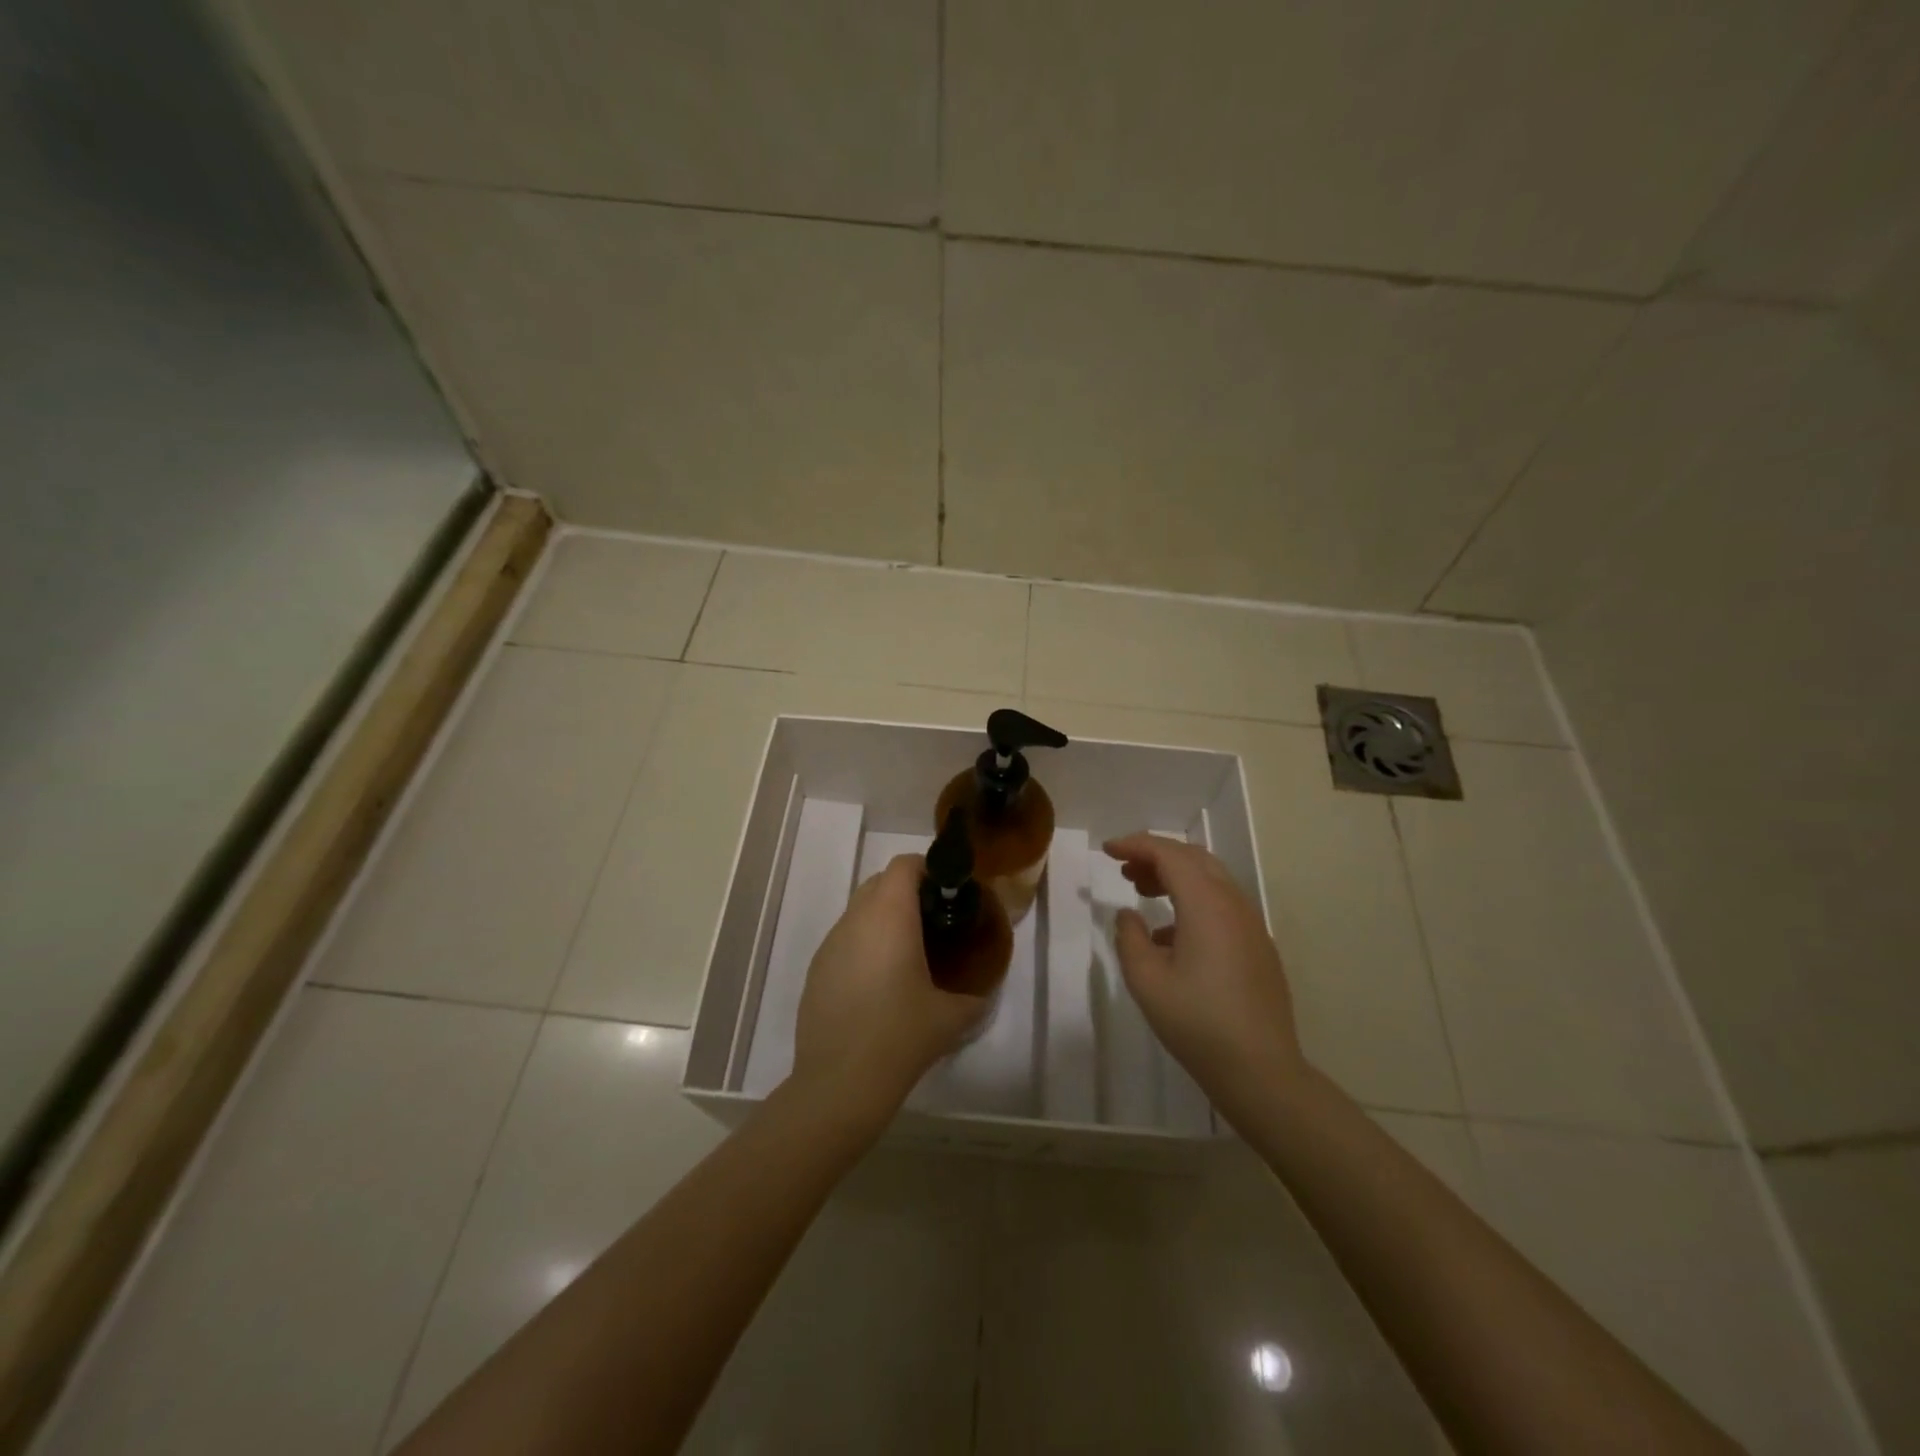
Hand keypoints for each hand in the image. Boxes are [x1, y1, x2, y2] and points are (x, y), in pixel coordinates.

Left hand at [789, 855, 987, 1131]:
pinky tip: (877, 984)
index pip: (904, 865)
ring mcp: (831, 943)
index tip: (948, 891)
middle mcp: (856, 919)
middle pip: (880, 882)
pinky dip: (864, 944)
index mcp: (890, 916)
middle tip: (932, 921)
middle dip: (906, 891)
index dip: (927, 869)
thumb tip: (983, 992)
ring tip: (906, 953)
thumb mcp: (952, 1016)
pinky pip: (844, 939)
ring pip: (859, 910)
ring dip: (883, 918)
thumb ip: (975, 996)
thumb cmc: (901, 1036)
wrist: (840, 1082)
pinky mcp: (817, 969)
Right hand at [1104, 833, 1307, 1123]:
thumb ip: (1130, 938)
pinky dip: (1192, 900)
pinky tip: (1170, 934)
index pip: (1169, 854)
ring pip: (1211, 880)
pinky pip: (1222, 905)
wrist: (1261, 1070)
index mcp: (1206, 904)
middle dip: (1156, 855)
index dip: (1135, 845)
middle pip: (1194, 859)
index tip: (1107, 850)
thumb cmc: (1197, 1022)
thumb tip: (1129, 915)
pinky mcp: (1258, 946)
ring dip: (1175, 876)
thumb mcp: (1146, 981)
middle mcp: (1233, 904)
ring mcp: (1251, 925)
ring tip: (1142, 891)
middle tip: (1124, 869)